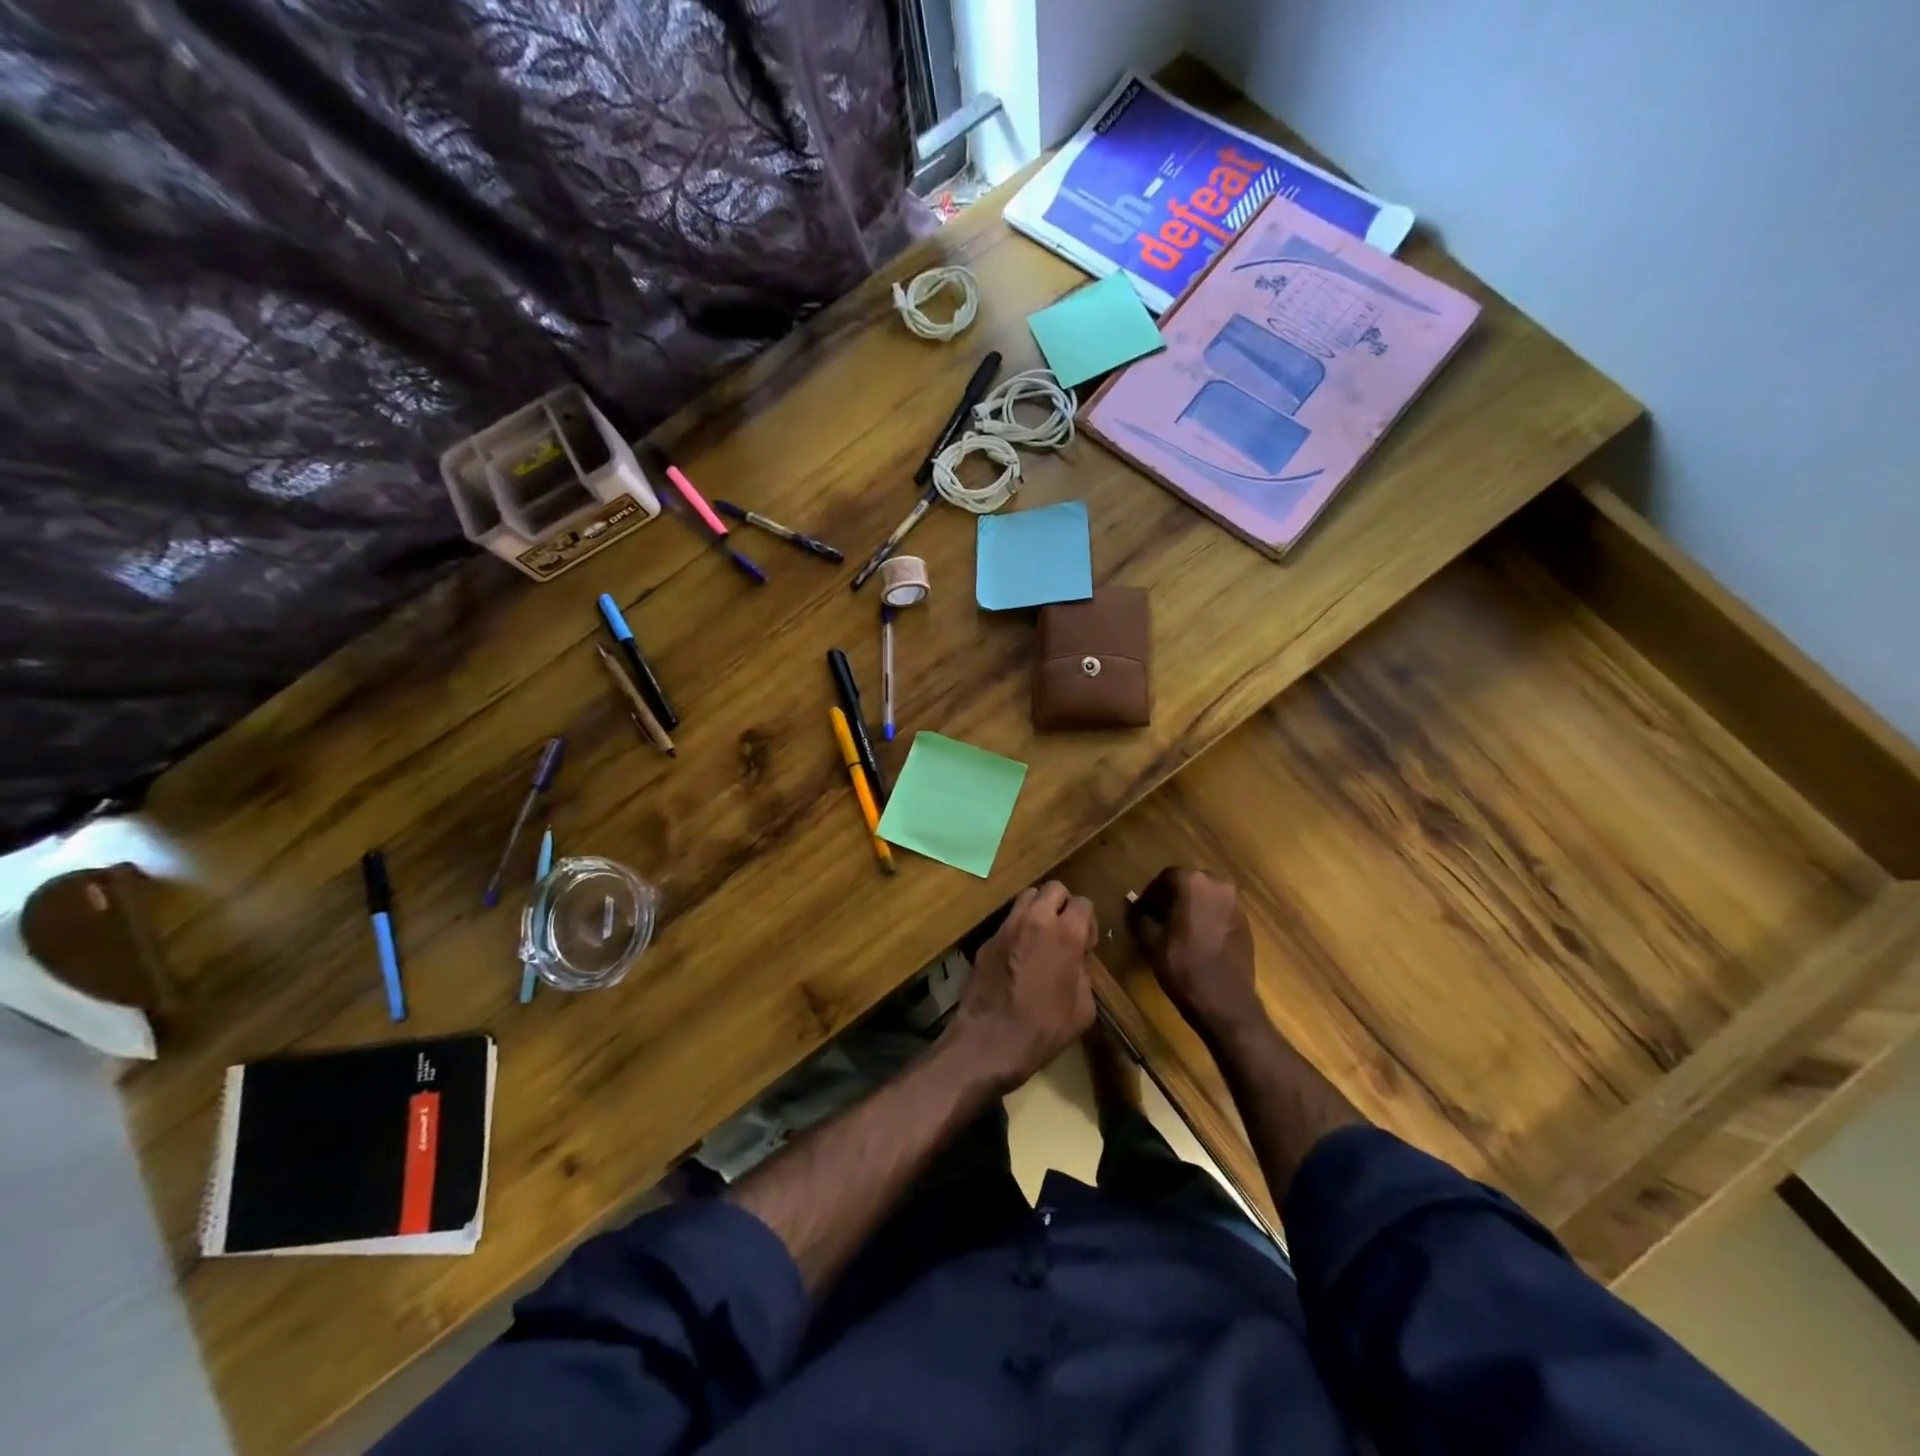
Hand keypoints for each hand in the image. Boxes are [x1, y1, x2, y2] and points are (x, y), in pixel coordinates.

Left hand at [945, 882, 1096, 1092]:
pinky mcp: (987, 939)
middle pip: (1054, 888)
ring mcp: (1007, 927)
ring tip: (1040, 937)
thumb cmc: (1044, 1030)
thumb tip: (1076, 962)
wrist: (989, 1041)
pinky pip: (1007, 922)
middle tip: (1064, 931)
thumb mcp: (1083, 1009)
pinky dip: (1017, 930)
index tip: (1086, 945)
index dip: (1088, 922)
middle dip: (1063, 904)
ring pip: (1027, 897)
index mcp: (1066, 934)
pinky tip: (1017, 957)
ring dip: (1038, 910)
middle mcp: (1036, 920)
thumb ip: (1083, 974)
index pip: (1083, 903)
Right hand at [1132, 868, 1263, 1039]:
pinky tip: (1197, 939)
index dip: (1151, 893)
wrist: (1226, 1004)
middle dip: (1172, 897)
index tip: (1142, 910)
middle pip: (1189, 883)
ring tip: (1177, 929)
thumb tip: (1133, 908)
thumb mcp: (1152, 943)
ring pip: (1207, 897)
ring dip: (1191, 907)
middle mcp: (1218, 886)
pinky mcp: (1246, 923)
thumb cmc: (1184, 968)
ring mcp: (1236, 904)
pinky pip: (1220, 911)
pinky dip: (1207, 917)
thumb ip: (1140, 918)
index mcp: (1193, 883)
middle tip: (1157, 918)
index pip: (1167, 877)